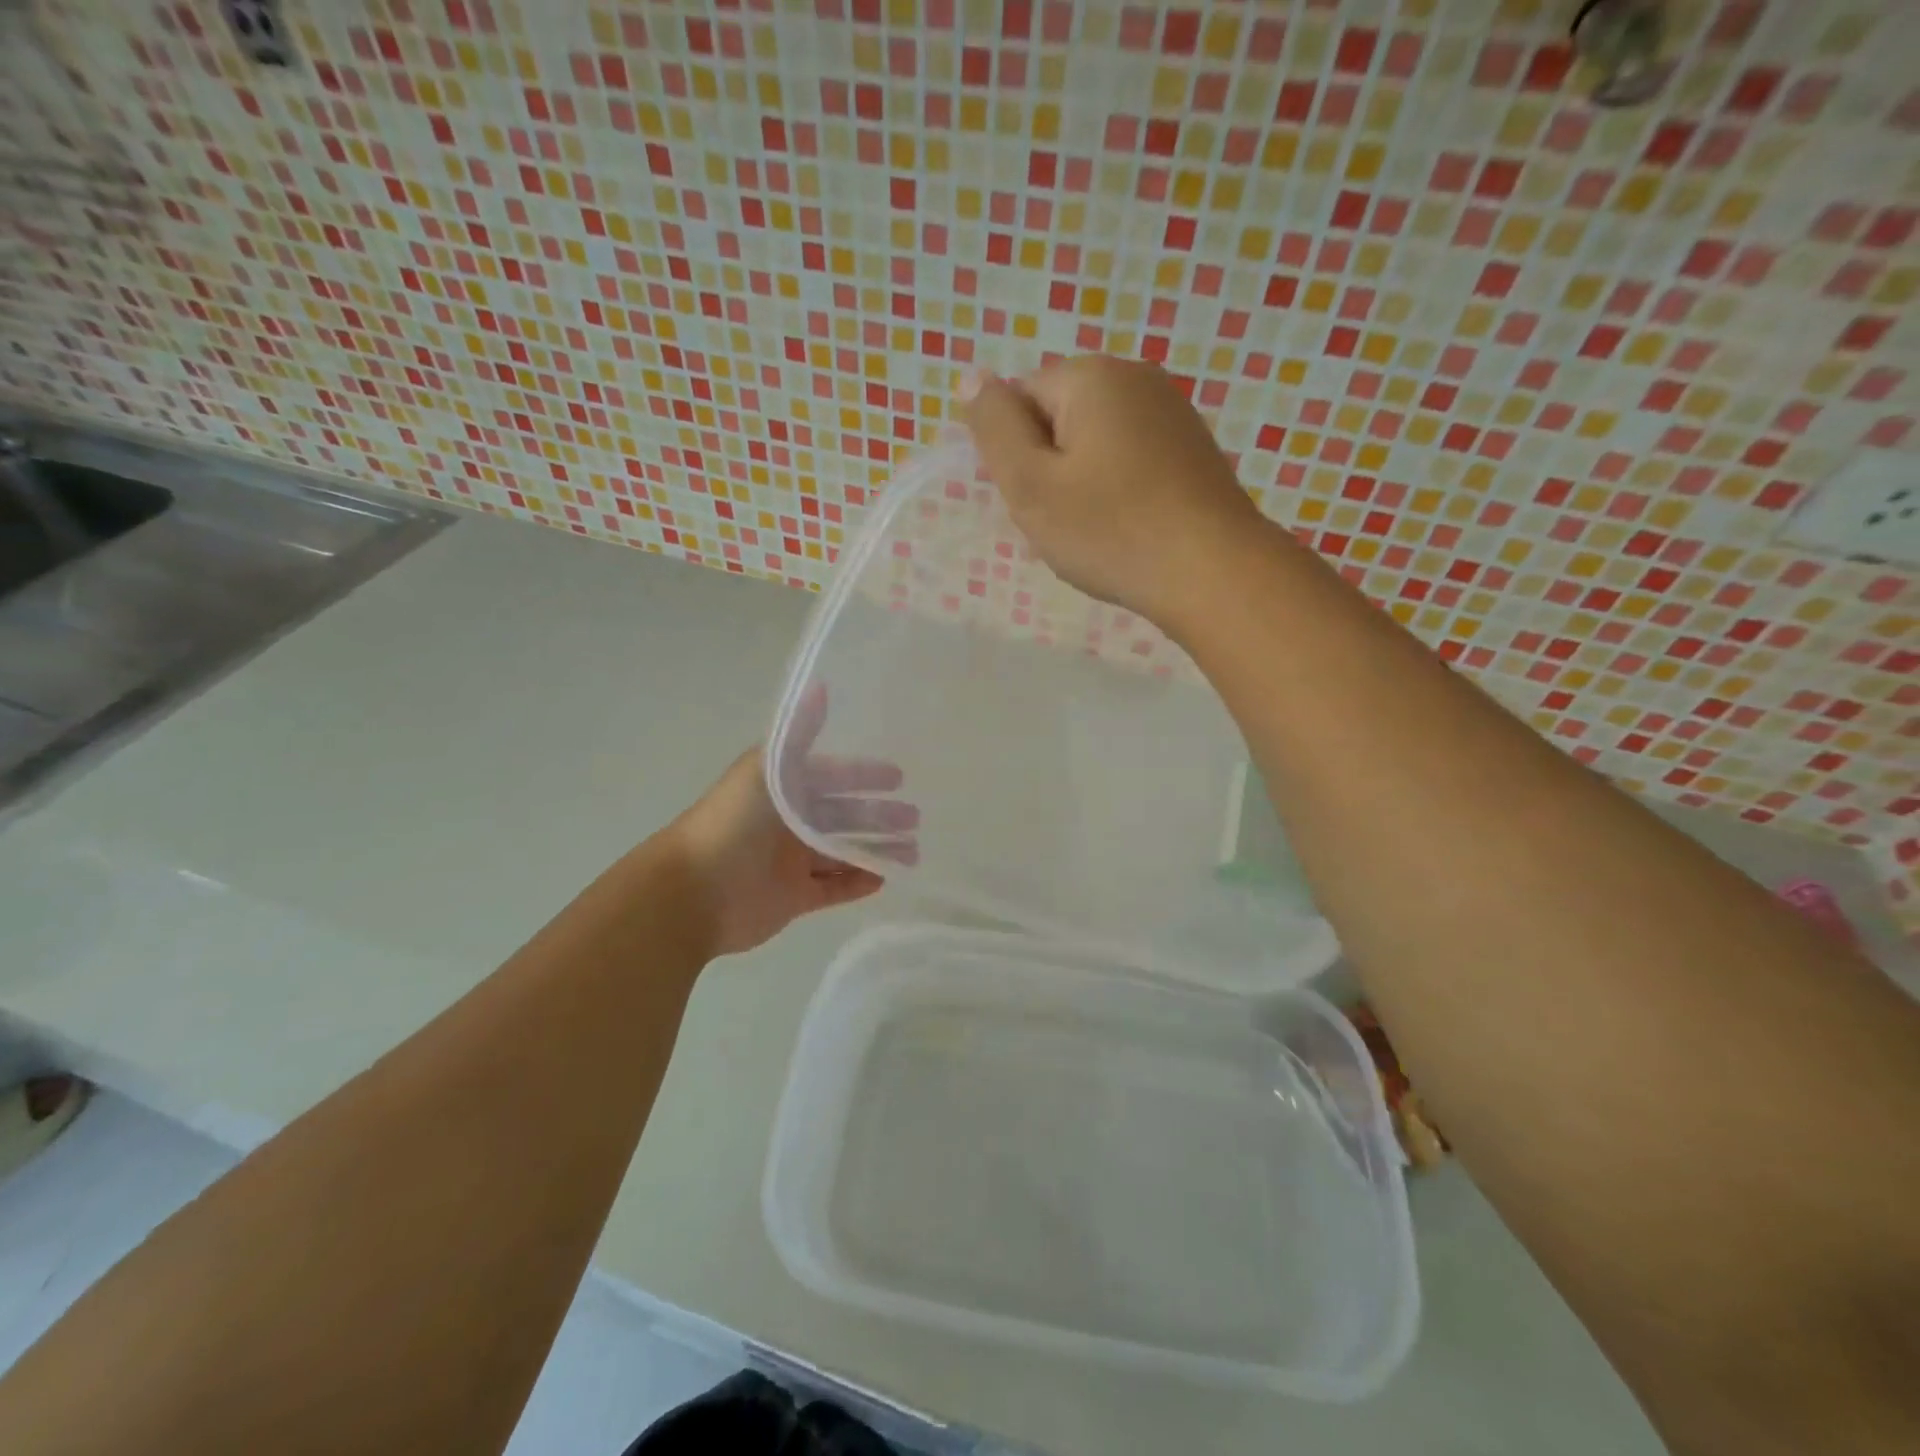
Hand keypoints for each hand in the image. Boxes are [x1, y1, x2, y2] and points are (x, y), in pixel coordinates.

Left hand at [666, 688, 915, 957]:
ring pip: (843, 853)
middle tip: (914, 819)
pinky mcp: (793, 897)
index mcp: (782, 789)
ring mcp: (791, 861)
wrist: (695, 891)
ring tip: (912, 852)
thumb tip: (820, 683)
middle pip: (843, 816)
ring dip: (876, 849)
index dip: (864, 775)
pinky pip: (833, 888)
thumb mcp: (769, 768)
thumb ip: (799, 732)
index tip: (899, 778)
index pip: (832, 777)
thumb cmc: (733, 822)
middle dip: (879, 816)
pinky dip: (858, 883)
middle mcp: (788, 822)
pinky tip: (885, 878)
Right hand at [958, 355, 1266, 630]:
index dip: (1015, 455)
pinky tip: (1129, 528)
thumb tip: (970, 376)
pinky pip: (1131, 461)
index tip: (1034, 500)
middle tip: (1063, 522)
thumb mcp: (1030, 483)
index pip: (1020, 400)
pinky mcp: (1193, 449)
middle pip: (1059, 418)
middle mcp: (1136, 377)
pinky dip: (1118, 492)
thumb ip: (994, 427)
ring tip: (1097, 531)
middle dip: (1049, 467)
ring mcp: (1172, 412)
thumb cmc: (1110, 530)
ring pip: (1095, 444)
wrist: (1213, 572)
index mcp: (1091, 376)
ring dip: (1082, 484)